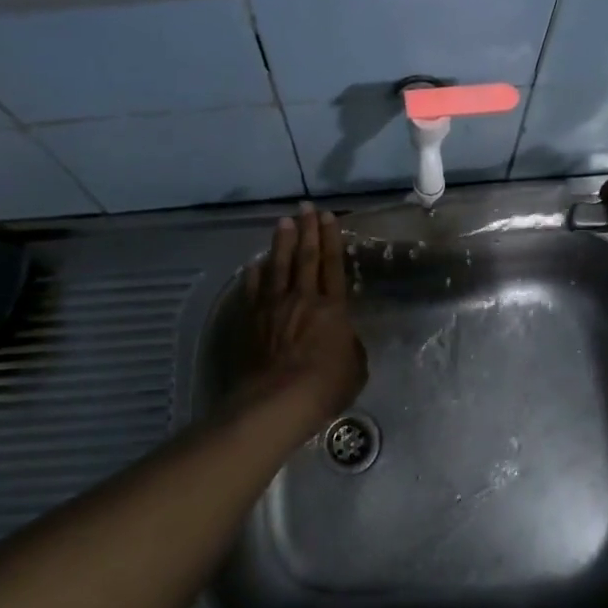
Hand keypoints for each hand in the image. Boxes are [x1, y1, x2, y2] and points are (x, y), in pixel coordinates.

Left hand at [240, 204, 367, 420]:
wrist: (278, 400)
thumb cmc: (326, 386)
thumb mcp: (356, 367)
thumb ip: (350, 345)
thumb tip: (343, 338)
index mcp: (333, 308)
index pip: (333, 265)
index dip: (331, 239)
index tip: (328, 217)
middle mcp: (303, 298)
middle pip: (305, 257)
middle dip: (307, 230)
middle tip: (305, 207)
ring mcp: (274, 307)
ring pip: (278, 266)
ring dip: (281, 242)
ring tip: (283, 222)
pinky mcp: (252, 320)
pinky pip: (253, 290)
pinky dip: (254, 274)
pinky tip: (254, 263)